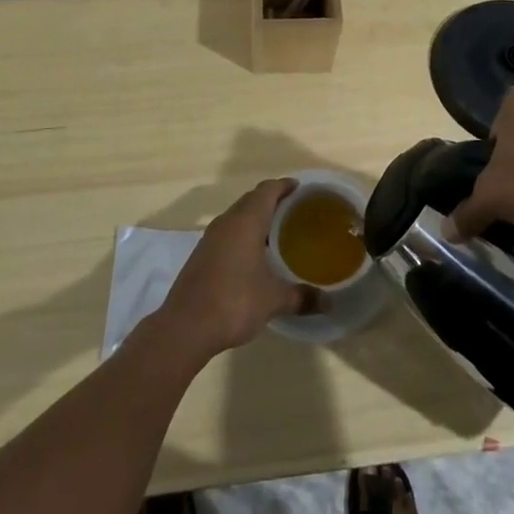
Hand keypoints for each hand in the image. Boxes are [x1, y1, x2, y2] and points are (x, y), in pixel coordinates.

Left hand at [155, 179, 312, 359]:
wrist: (185, 327)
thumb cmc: (234, 302)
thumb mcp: (274, 300)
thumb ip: (302, 297)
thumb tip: (329, 302)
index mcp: (246, 222)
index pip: (267, 190)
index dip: (284, 186)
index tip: (300, 188)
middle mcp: (227, 222)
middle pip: (251, 200)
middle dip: (272, 200)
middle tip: (294, 210)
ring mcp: (210, 238)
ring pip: (237, 217)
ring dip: (255, 218)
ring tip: (277, 232)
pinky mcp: (201, 255)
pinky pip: (227, 233)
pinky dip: (243, 234)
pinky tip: (254, 256)